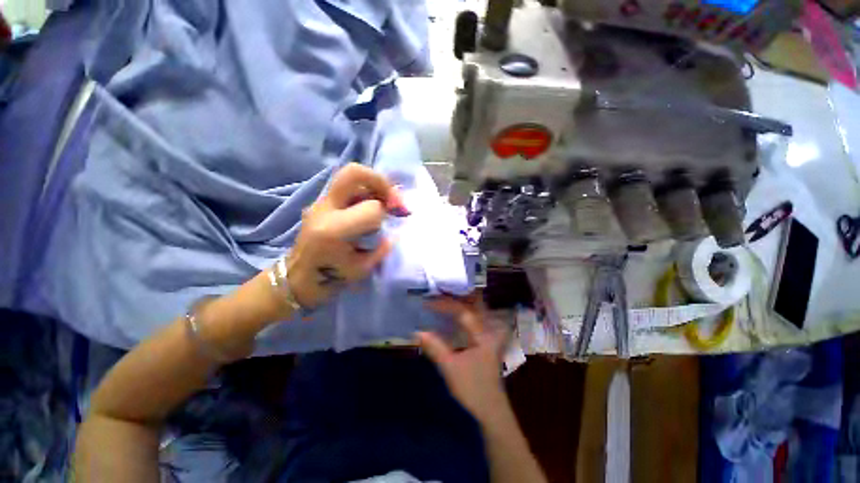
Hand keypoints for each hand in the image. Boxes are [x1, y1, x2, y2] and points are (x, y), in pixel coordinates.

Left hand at [286, 163, 406, 308]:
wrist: (297, 278)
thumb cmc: (330, 280)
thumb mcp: (363, 268)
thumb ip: (382, 247)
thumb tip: (394, 231)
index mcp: (334, 230)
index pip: (372, 208)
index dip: (387, 213)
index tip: (394, 219)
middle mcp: (325, 209)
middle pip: (353, 173)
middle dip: (381, 181)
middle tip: (393, 198)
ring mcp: (319, 203)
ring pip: (349, 175)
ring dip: (373, 185)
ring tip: (385, 200)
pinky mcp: (319, 203)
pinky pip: (346, 187)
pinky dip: (364, 190)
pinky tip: (372, 204)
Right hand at [418, 296, 510, 424]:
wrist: (491, 411)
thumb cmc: (472, 388)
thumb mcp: (450, 368)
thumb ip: (435, 347)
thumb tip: (417, 332)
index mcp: (482, 334)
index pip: (463, 311)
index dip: (444, 304)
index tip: (428, 302)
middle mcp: (487, 330)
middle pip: (474, 304)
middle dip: (457, 296)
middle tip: (440, 291)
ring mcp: (488, 336)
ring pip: (475, 311)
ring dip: (460, 303)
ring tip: (444, 299)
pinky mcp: (484, 342)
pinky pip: (473, 321)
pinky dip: (462, 315)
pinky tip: (452, 316)